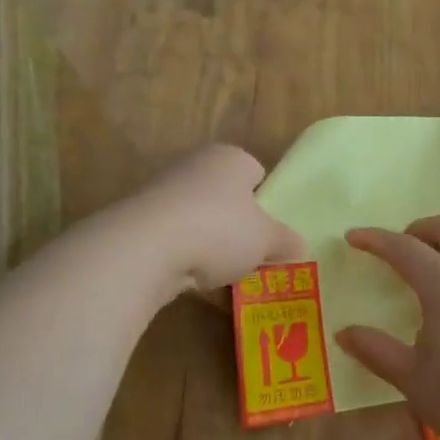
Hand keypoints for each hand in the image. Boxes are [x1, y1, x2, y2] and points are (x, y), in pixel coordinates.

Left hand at [123, 144, 303, 296]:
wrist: (146, 247)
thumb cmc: (219, 230)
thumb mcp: (267, 240)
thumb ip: (287, 242)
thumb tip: (300, 248)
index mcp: (230, 157)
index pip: (256, 172)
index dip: (266, 202)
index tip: (269, 233)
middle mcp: (195, 164)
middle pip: (226, 197)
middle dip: (237, 226)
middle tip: (250, 256)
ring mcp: (162, 191)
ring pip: (199, 219)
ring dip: (210, 244)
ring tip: (222, 275)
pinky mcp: (139, 219)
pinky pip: (174, 239)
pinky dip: (184, 257)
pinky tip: (191, 281)